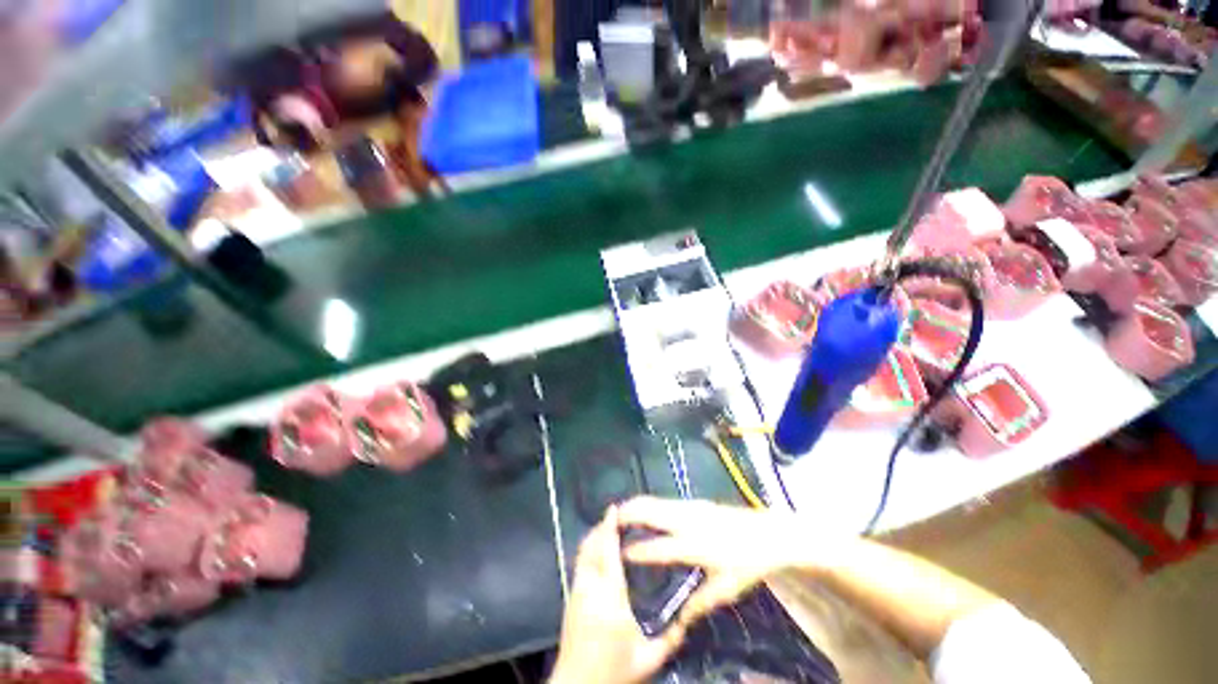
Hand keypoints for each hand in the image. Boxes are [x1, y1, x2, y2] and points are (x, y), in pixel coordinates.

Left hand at [549, 507, 686, 683]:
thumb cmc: (612, 670)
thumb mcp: (647, 659)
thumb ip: (670, 638)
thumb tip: (687, 620)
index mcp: (609, 597)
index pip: (608, 552)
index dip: (609, 527)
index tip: (613, 509)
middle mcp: (589, 587)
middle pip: (590, 547)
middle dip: (600, 528)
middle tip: (614, 518)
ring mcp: (576, 592)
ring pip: (582, 554)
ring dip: (593, 538)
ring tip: (607, 531)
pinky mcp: (570, 599)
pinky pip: (580, 565)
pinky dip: (588, 552)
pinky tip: (599, 556)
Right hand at [618, 497, 845, 625]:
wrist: (769, 533)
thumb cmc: (748, 563)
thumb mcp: (725, 589)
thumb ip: (699, 603)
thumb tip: (677, 619)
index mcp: (694, 544)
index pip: (657, 546)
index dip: (635, 550)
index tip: (617, 554)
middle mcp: (687, 519)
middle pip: (650, 510)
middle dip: (627, 514)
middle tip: (608, 523)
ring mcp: (691, 506)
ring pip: (655, 501)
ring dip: (636, 506)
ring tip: (620, 517)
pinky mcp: (695, 502)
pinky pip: (664, 501)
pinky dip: (649, 505)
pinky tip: (645, 514)